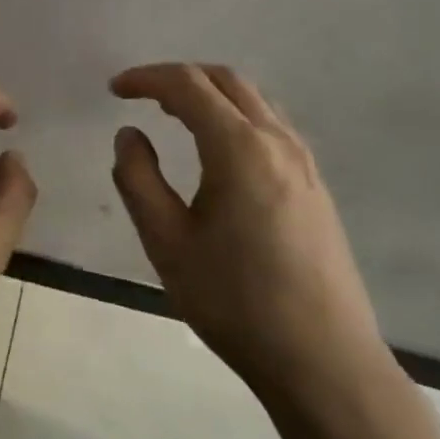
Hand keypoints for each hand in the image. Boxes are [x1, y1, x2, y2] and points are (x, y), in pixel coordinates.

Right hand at [110, 63, 392, 413]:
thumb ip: (138, 179)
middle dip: (179, 77)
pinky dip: (236, 114)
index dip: (147, 78)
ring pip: (253, 99)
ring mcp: (304, 162)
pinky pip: (271, 124)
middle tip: (141, 95)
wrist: (324, 361)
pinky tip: (218, 148)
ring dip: (210, 93)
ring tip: (174, 114)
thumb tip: (130, 134)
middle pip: (226, 80)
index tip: (115, 89)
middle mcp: (277, 141)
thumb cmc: (236, 302)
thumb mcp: (167, 243)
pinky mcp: (316, 185)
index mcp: (239, 148)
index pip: (188, 86)